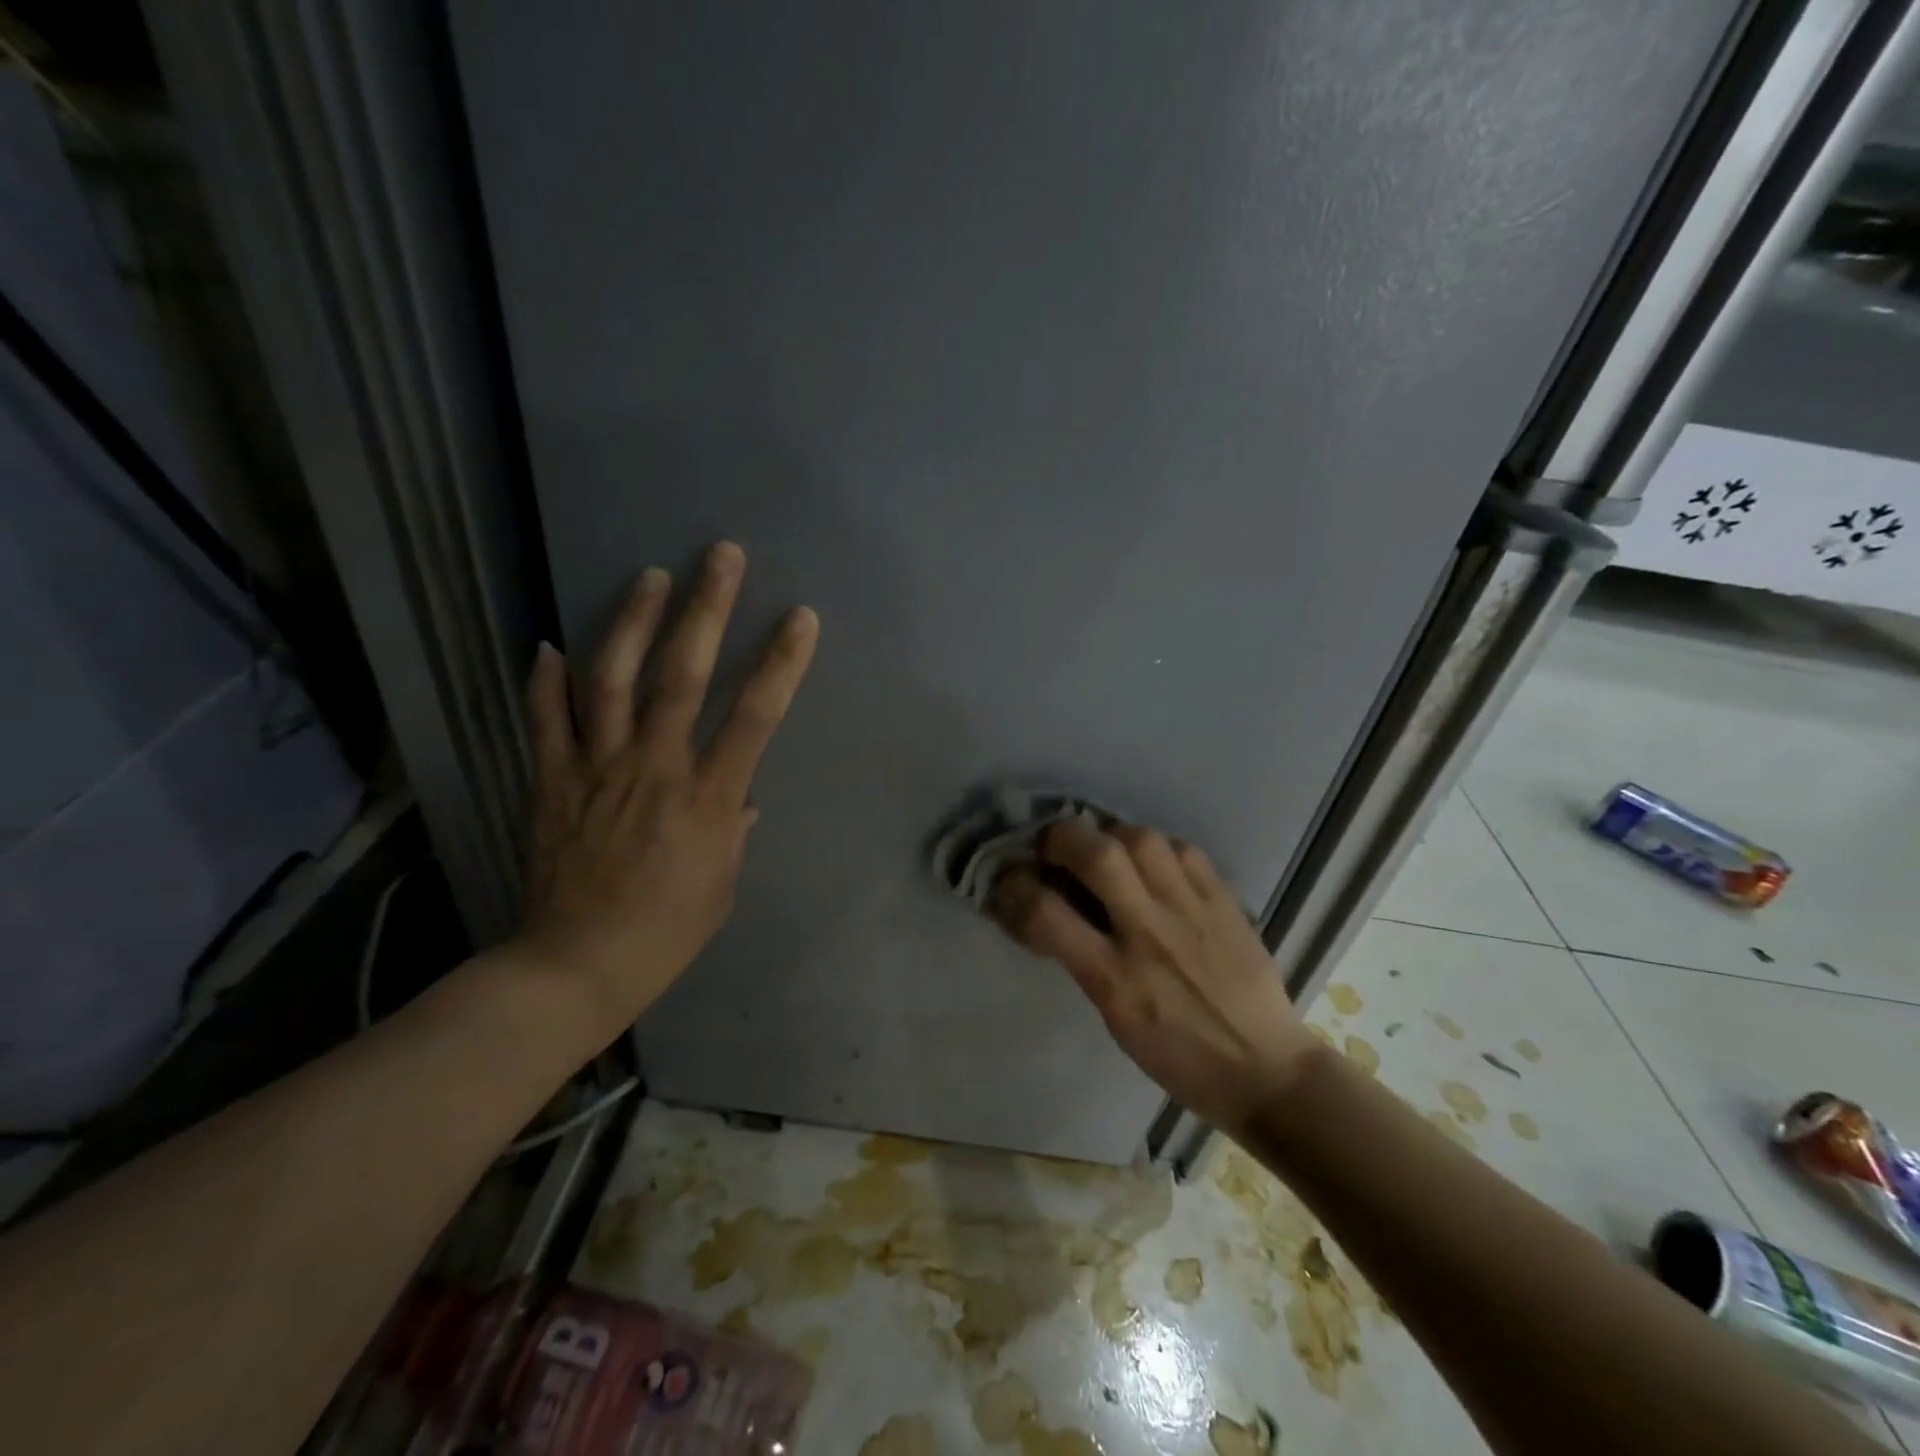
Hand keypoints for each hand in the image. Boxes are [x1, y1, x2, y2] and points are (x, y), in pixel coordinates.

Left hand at [513, 542, 818, 1032]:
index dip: (780, 663)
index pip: (753, 717)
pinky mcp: (552, 782)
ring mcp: (597, 770)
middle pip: (681, 677)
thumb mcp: (723, 884)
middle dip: (706, 612)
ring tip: (649, 577)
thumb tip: (741, 795)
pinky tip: (548, 645)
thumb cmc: (667, 931)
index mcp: (707, 798)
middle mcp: (654, 769)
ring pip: (611, 682)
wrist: (577, 966)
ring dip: (632, 623)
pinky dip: (545, 682)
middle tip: (720, 556)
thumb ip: (734, 828)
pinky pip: (546, 722)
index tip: (799, 617)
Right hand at [989, 819, 1319, 1135]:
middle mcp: (1150, 934)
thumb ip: (1081, 958)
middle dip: (1060, 837)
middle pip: (1096, 855)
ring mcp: (1192, 911)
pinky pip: (1184, 849)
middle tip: (1053, 846)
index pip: (1046, 913)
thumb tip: (1049, 908)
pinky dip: (1157, 846)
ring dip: (1110, 834)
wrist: (1266, 1070)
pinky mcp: (1225, 900)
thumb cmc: (1178, 1058)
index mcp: (1115, 978)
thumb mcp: (1113, 1018)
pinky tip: (1152, 861)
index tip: (1005, 879)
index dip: (1012, 887)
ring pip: (1141, 839)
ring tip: (1105, 847)